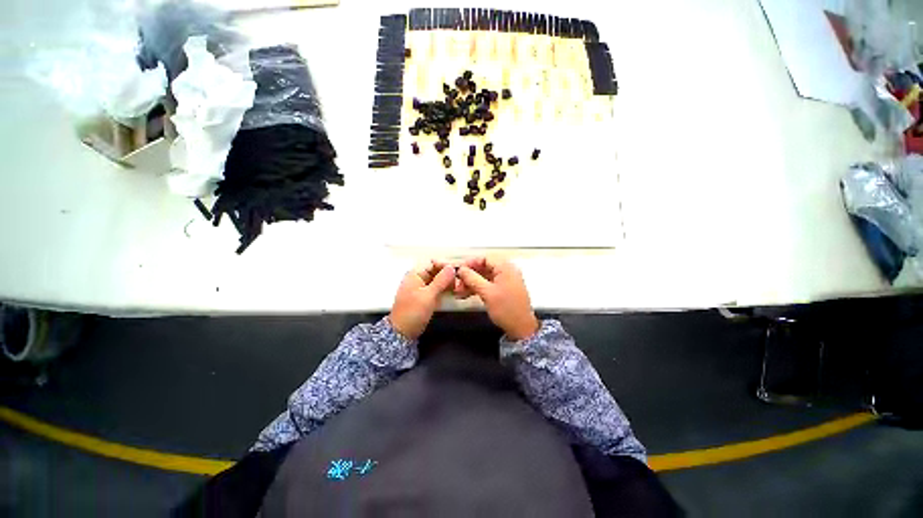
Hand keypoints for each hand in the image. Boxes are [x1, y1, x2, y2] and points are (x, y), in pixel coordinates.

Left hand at [389, 261, 455, 339]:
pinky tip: (452, 292)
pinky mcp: (425, 297)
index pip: (433, 263)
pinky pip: (437, 288)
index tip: (457, 271)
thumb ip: (441, 280)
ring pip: (438, 280)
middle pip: (436, 271)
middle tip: (459, 281)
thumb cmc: (413, 312)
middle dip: (448, 274)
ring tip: (458, 287)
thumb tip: (451, 267)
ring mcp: (421, 288)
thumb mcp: (428, 295)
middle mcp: (418, 278)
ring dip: (447, 282)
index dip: (445, 265)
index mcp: (415, 274)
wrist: (403, 332)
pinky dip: (444, 289)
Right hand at [455, 258, 539, 340]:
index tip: (458, 271)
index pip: (485, 258)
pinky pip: (488, 284)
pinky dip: (478, 288)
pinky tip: (466, 294)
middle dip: (469, 275)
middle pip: (484, 267)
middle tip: (457, 284)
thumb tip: (461, 269)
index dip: (470, 263)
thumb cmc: (505, 308)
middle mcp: (507, 271)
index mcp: (505, 267)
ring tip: (459, 292)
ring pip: (484, 277)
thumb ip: (472, 278)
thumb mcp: (487, 293)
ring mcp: (506, 281)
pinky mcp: (504, 290)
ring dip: (471, 283)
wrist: (522, 328)